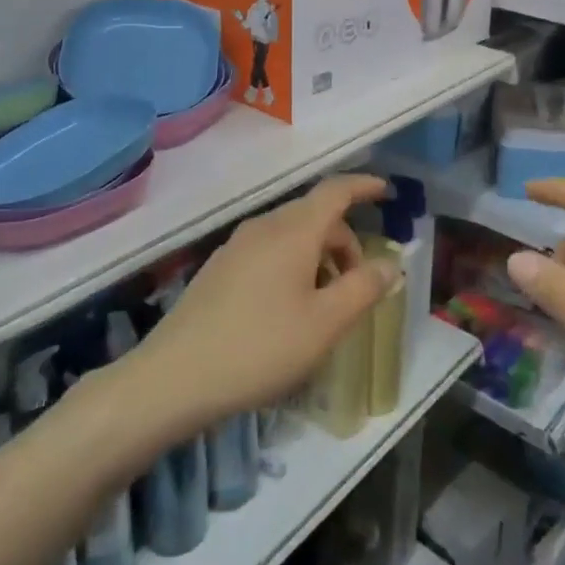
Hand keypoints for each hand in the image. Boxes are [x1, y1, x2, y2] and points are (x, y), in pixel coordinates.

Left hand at [130, 175, 396, 429]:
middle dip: (344, 241)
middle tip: (358, 285)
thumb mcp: (325, 324)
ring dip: (318, 257)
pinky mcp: (218, 269)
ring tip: (324, 305)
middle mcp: (263, 227)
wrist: (174, 377)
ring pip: (290, 236)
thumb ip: (363, 288)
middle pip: (314, 216)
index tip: (386, 192)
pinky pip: (268, 252)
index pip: (335, 191)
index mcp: (293, 231)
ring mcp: (236, 246)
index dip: (363, 186)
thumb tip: (390, 263)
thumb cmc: (261, 347)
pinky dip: (292, 266)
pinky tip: (288, 311)